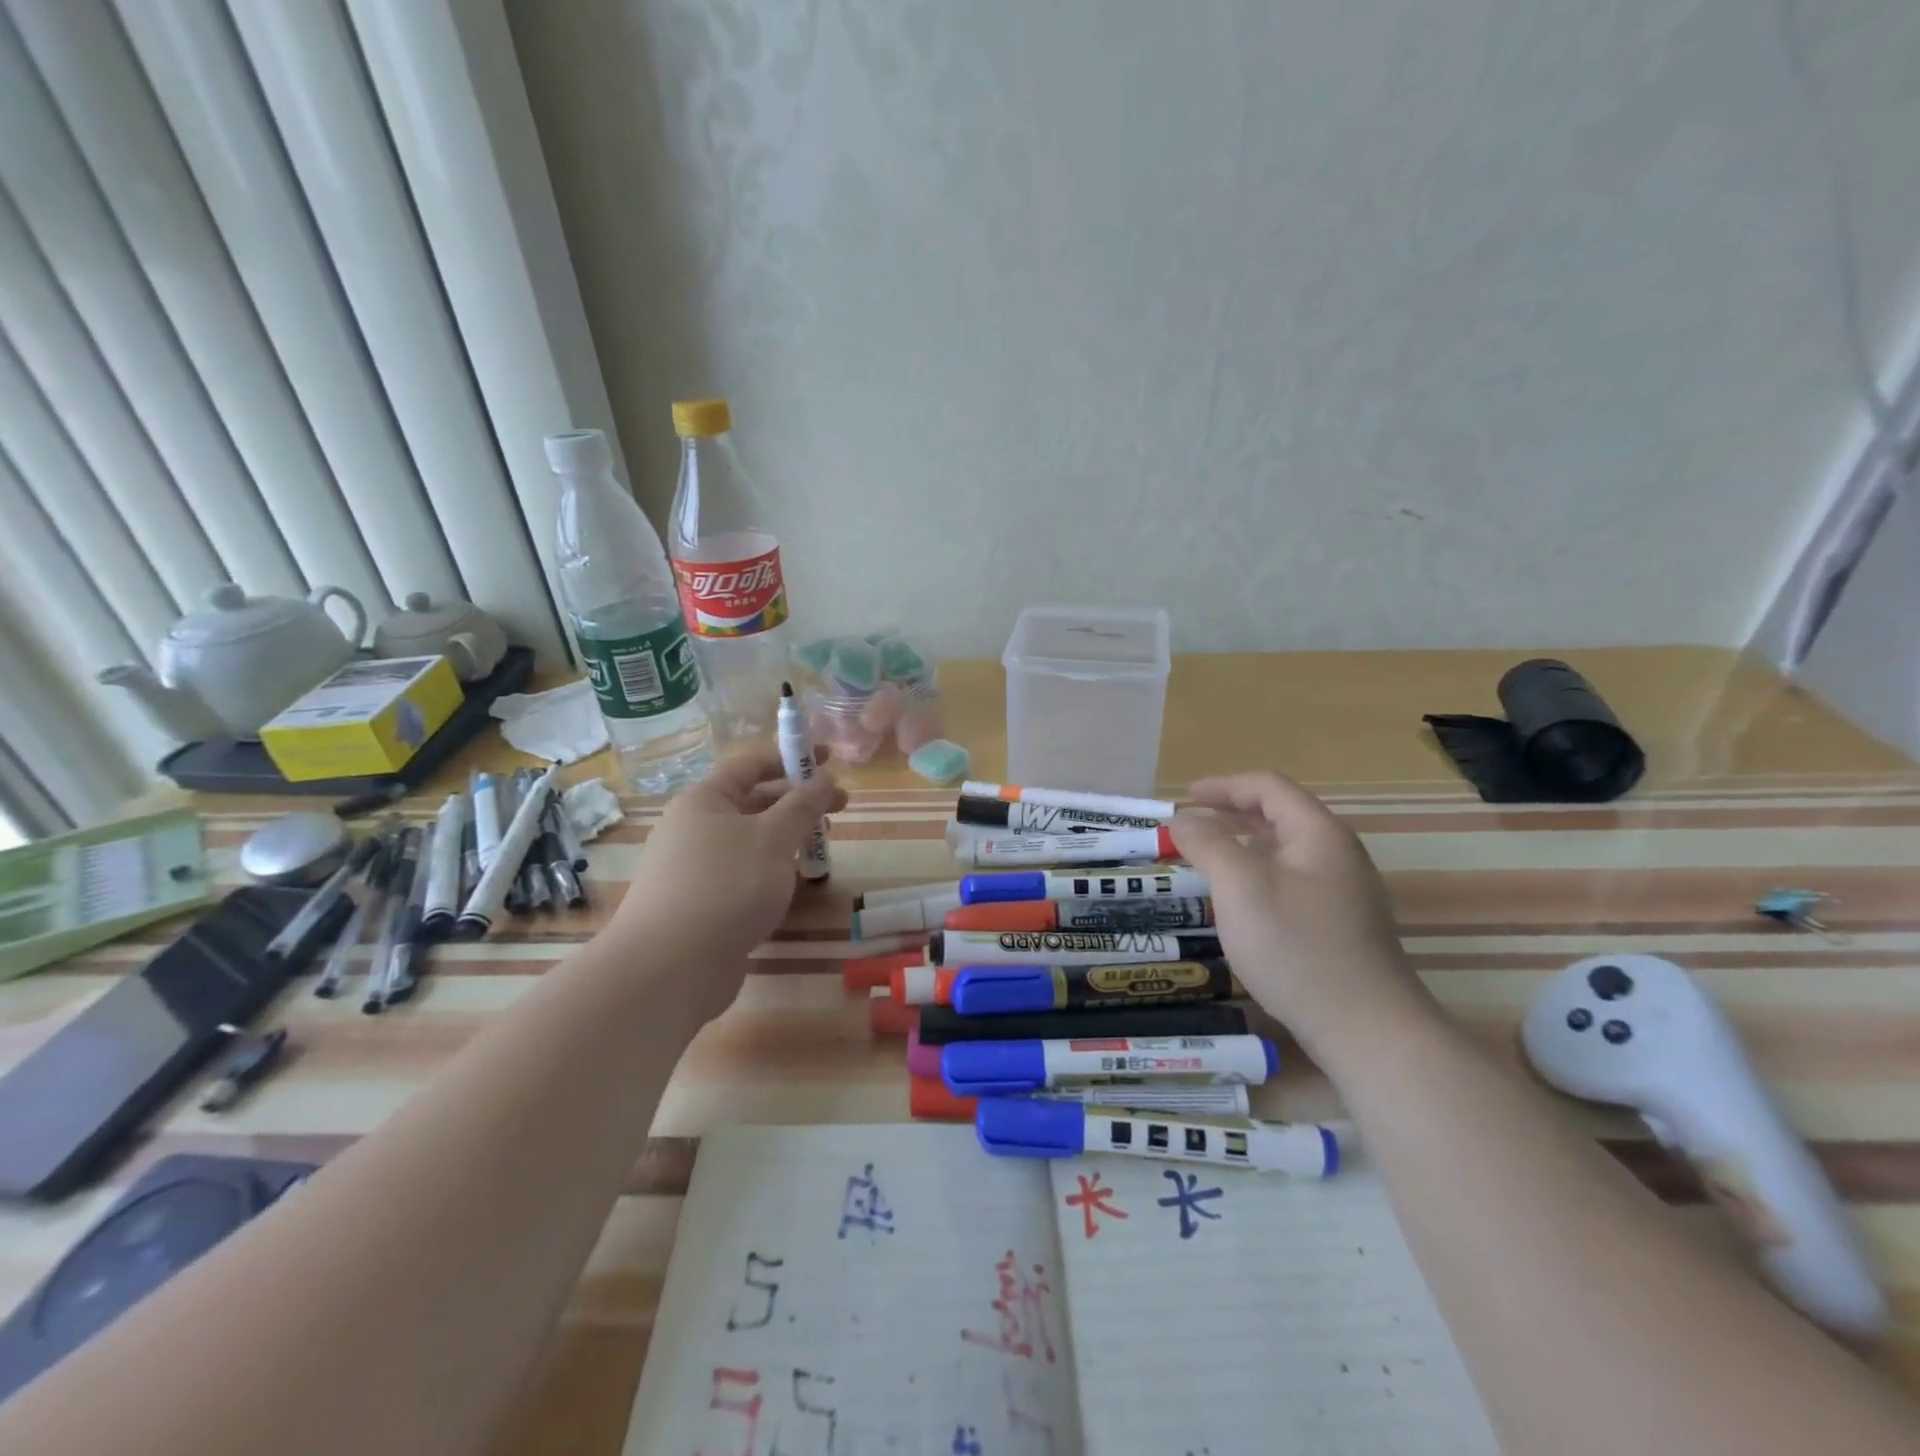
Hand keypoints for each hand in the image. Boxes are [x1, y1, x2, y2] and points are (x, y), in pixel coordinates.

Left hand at [614, 745, 846, 978]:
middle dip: (797, 801)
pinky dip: (772, 870)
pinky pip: (743, 873)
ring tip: (821, 847)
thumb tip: (823, 777)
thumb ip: (802, 805)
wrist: (669, 968)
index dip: (790, 758)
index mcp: (704, 800)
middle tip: (840, 807)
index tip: (829, 760)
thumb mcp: (773, 838)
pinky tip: (793, 884)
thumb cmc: (725, 886)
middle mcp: (694, 828)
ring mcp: (696, 868)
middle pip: (752, 801)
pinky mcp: (702, 904)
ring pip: (750, 840)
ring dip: (788, 837)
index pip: (750, 764)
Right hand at [1171, 771, 1439, 1057]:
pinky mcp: (1340, 925)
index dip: (1223, 786)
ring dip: (1242, 846)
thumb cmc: (1296, 947)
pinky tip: (1238, 902)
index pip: (1268, 787)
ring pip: (1284, 852)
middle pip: (1279, 816)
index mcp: (1318, 834)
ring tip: (1205, 859)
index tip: (1184, 798)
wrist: (1366, 1029)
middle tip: (1189, 826)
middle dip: (1230, 814)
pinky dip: (1257, 875)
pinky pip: (1291, 881)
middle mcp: (1336, 854)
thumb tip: (1182, 818)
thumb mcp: (1240, 887)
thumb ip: (1208, 844)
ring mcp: (1343, 892)